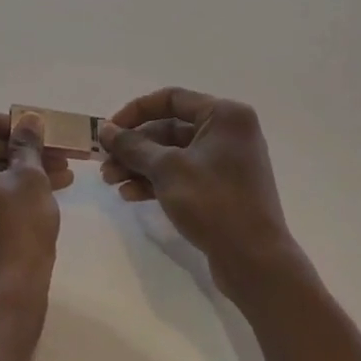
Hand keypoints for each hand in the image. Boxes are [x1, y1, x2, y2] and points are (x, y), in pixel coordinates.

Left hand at [0, 112, 70, 306]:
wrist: (4, 293)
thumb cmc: (16, 227)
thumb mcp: (29, 178)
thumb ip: (27, 143)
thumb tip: (30, 120)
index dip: (6, 121)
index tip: (35, 127)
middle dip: (21, 146)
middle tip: (57, 148)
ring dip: (24, 166)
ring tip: (64, 168)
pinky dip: (14, 186)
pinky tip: (54, 186)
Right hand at [98, 87, 298, 288]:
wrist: (255, 260)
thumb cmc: (213, 202)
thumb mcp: (167, 169)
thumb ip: (132, 145)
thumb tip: (105, 129)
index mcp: (224, 116)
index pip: (171, 99)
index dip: (135, 111)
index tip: (109, 130)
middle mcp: (228, 133)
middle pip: (168, 129)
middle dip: (133, 147)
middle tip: (104, 163)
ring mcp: (225, 163)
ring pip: (172, 155)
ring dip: (139, 166)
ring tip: (111, 182)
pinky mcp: (221, 189)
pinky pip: (182, 175)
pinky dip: (156, 182)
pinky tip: (130, 196)